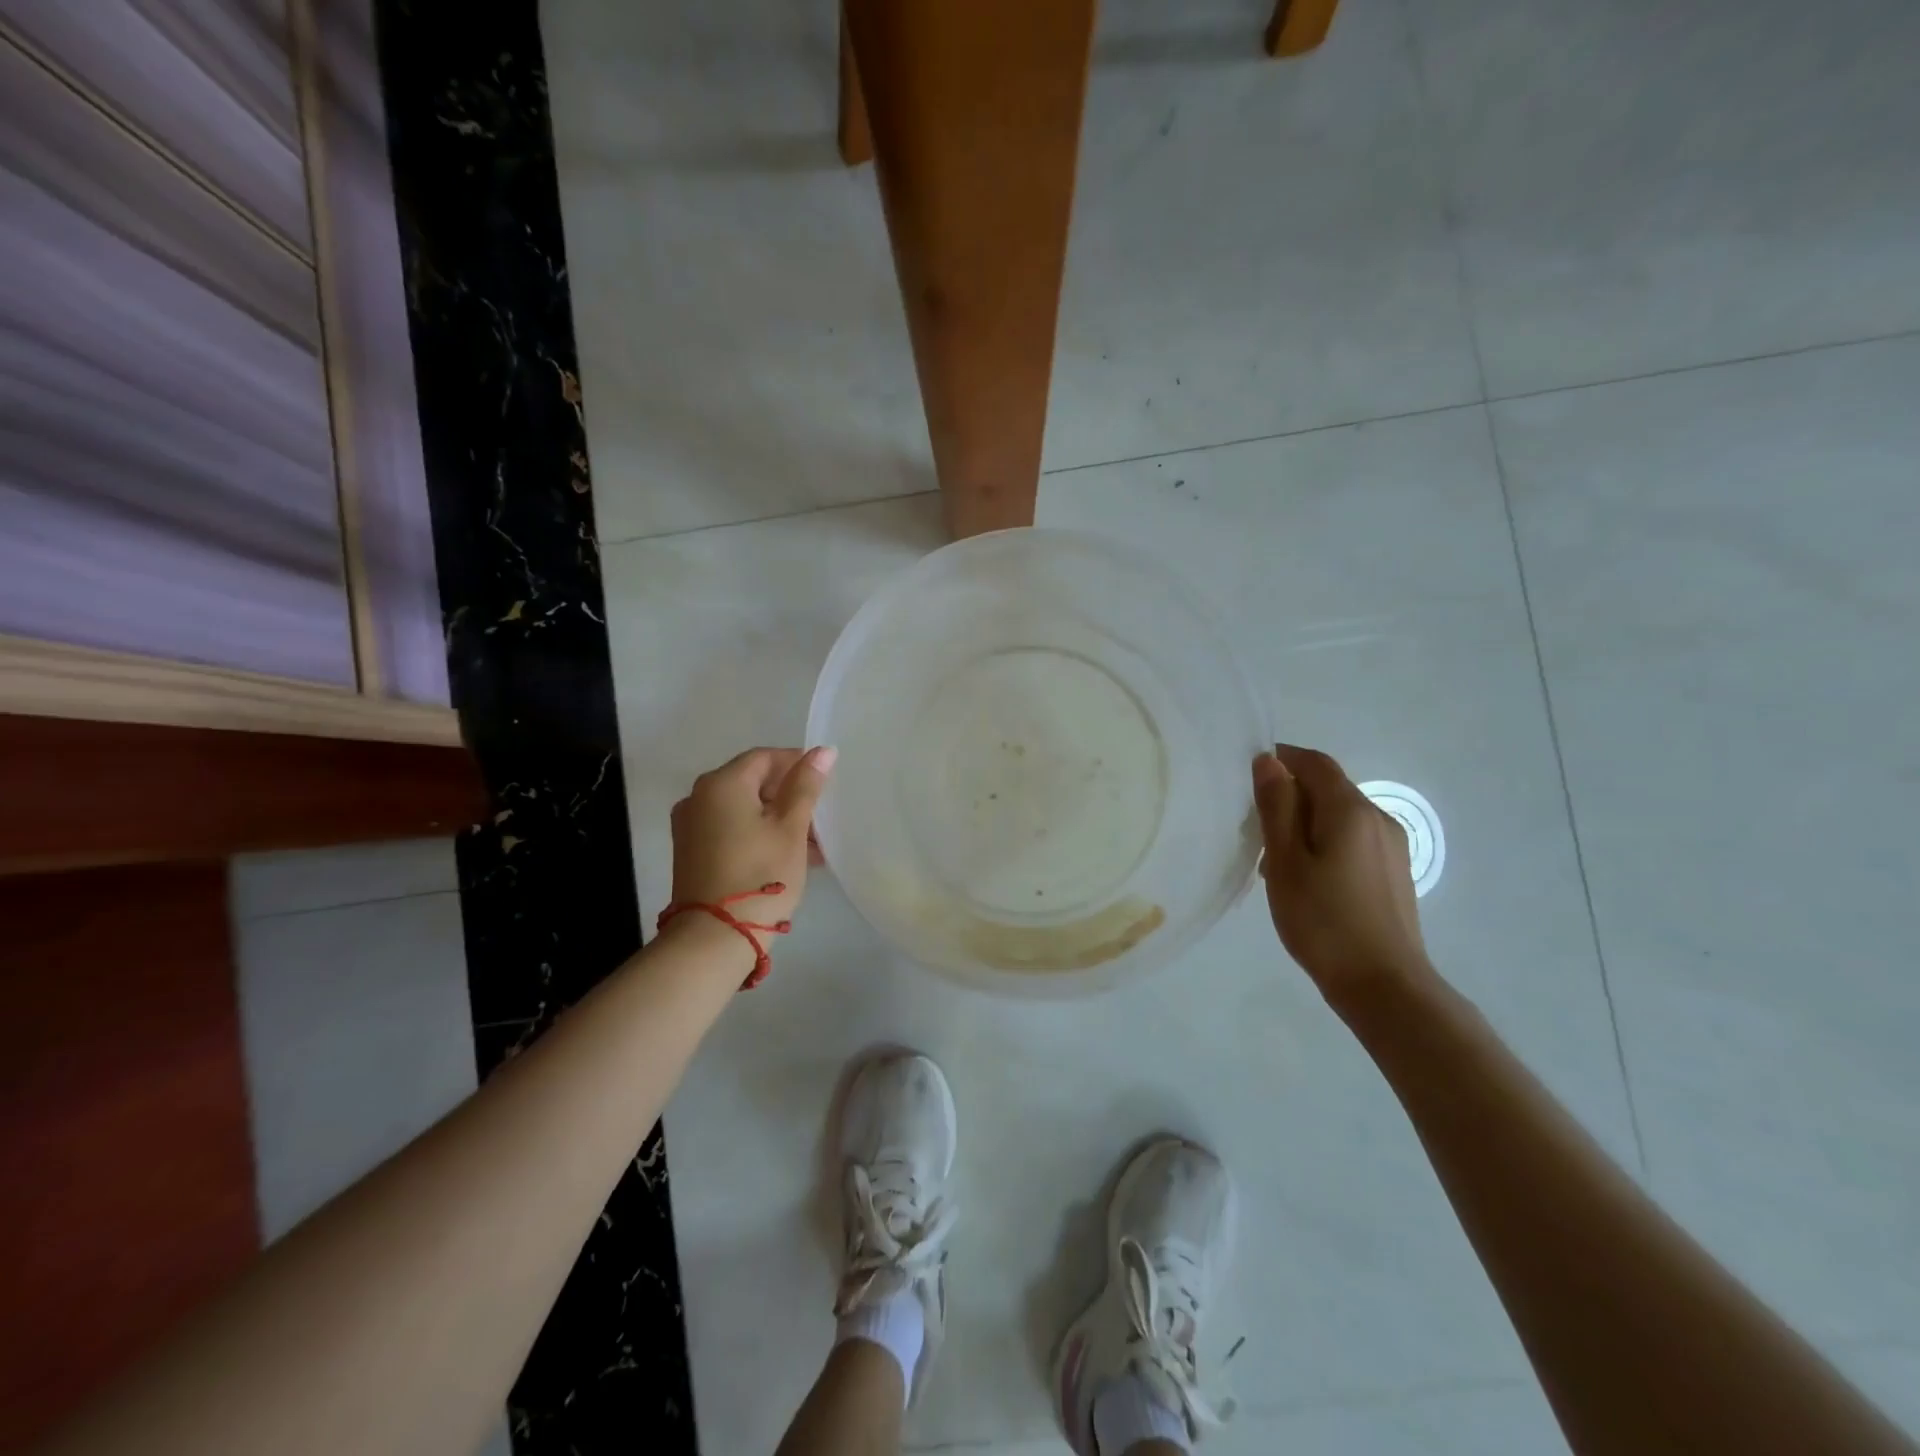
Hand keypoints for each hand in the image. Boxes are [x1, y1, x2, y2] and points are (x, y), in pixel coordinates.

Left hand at [669, 747, 835, 932]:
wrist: (714, 937)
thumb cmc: (760, 874)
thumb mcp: (790, 827)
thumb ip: (806, 786)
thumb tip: (823, 751)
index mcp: (721, 783)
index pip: (765, 757)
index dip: (797, 764)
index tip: (825, 783)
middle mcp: (698, 797)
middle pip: (751, 782)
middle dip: (788, 796)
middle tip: (820, 817)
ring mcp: (690, 826)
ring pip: (742, 808)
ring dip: (776, 818)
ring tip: (811, 844)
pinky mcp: (691, 851)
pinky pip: (730, 828)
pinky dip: (757, 833)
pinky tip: (786, 855)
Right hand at [1252, 745, 1432, 1002]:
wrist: (1384, 985)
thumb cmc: (1324, 920)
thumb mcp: (1286, 861)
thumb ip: (1277, 807)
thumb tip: (1269, 761)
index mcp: (1350, 809)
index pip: (1314, 762)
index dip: (1281, 759)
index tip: (1248, 778)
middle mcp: (1378, 818)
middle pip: (1329, 787)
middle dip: (1290, 795)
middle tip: (1254, 826)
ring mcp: (1391, 847)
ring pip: (1340, 815)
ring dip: (1306, 822)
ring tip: (1275, 859)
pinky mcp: (1394, 872)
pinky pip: (1353, 839)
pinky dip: (1324, 842)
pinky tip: (1307, 878)